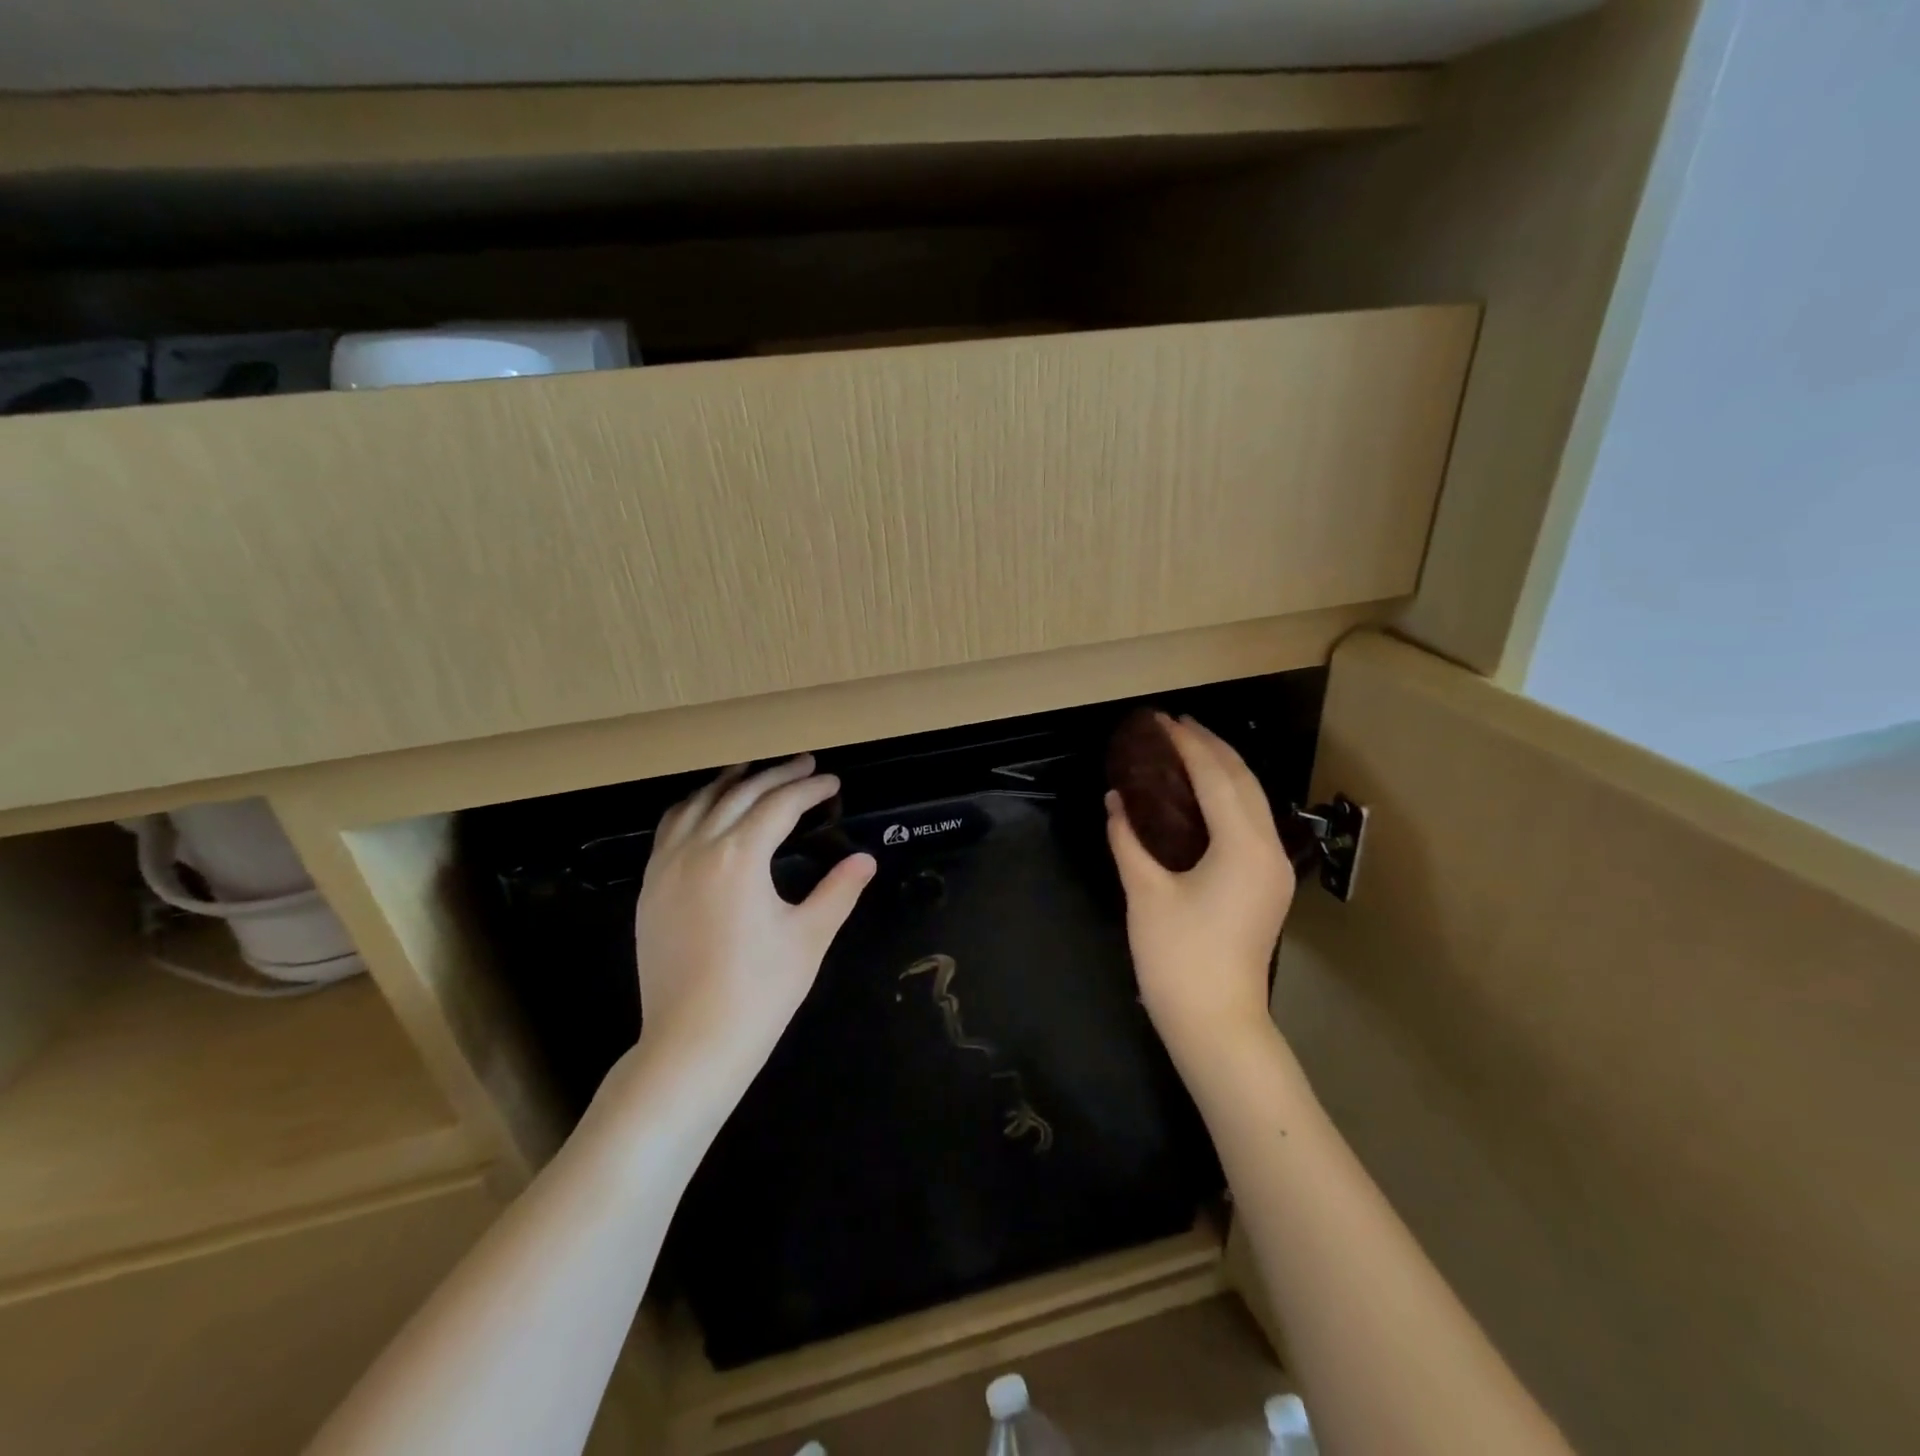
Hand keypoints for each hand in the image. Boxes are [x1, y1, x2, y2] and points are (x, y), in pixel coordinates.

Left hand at [631, 755, 875, 1088]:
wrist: (693, 1042)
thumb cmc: (760, 991)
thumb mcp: (809, 936)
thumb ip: (839, 890)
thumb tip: (865, 859)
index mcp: (739, 857)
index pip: (779, 805)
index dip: (809, 789)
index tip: (832, 783)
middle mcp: (698, 849)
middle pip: (739, 795)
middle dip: (775, 776)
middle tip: (804, 766)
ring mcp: (666, 867)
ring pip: (697, 804)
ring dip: (728, 783)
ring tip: (752, 771)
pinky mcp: (650, 888)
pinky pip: (669, 829)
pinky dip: (693, 808)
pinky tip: (705, 811)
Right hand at [1106, 716, 1295, 1061]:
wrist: (1216, 1022)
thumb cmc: (1178, 958)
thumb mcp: (1145, 893)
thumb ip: (1128, 838)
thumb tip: (1116, 800)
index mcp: (1243, 847)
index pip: (1215, 778)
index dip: (1187, 745)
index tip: (1160, 721)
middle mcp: (1269, 849)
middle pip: (1244, 781)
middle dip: (1212, 747)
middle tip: (1175, 726)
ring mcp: (1274, 868)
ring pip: (1254, 800)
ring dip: (1223, 769)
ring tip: (1189, 748)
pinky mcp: (1268, 884)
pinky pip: (1252, 822)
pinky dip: (1228, 796)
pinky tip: (1203, 793)